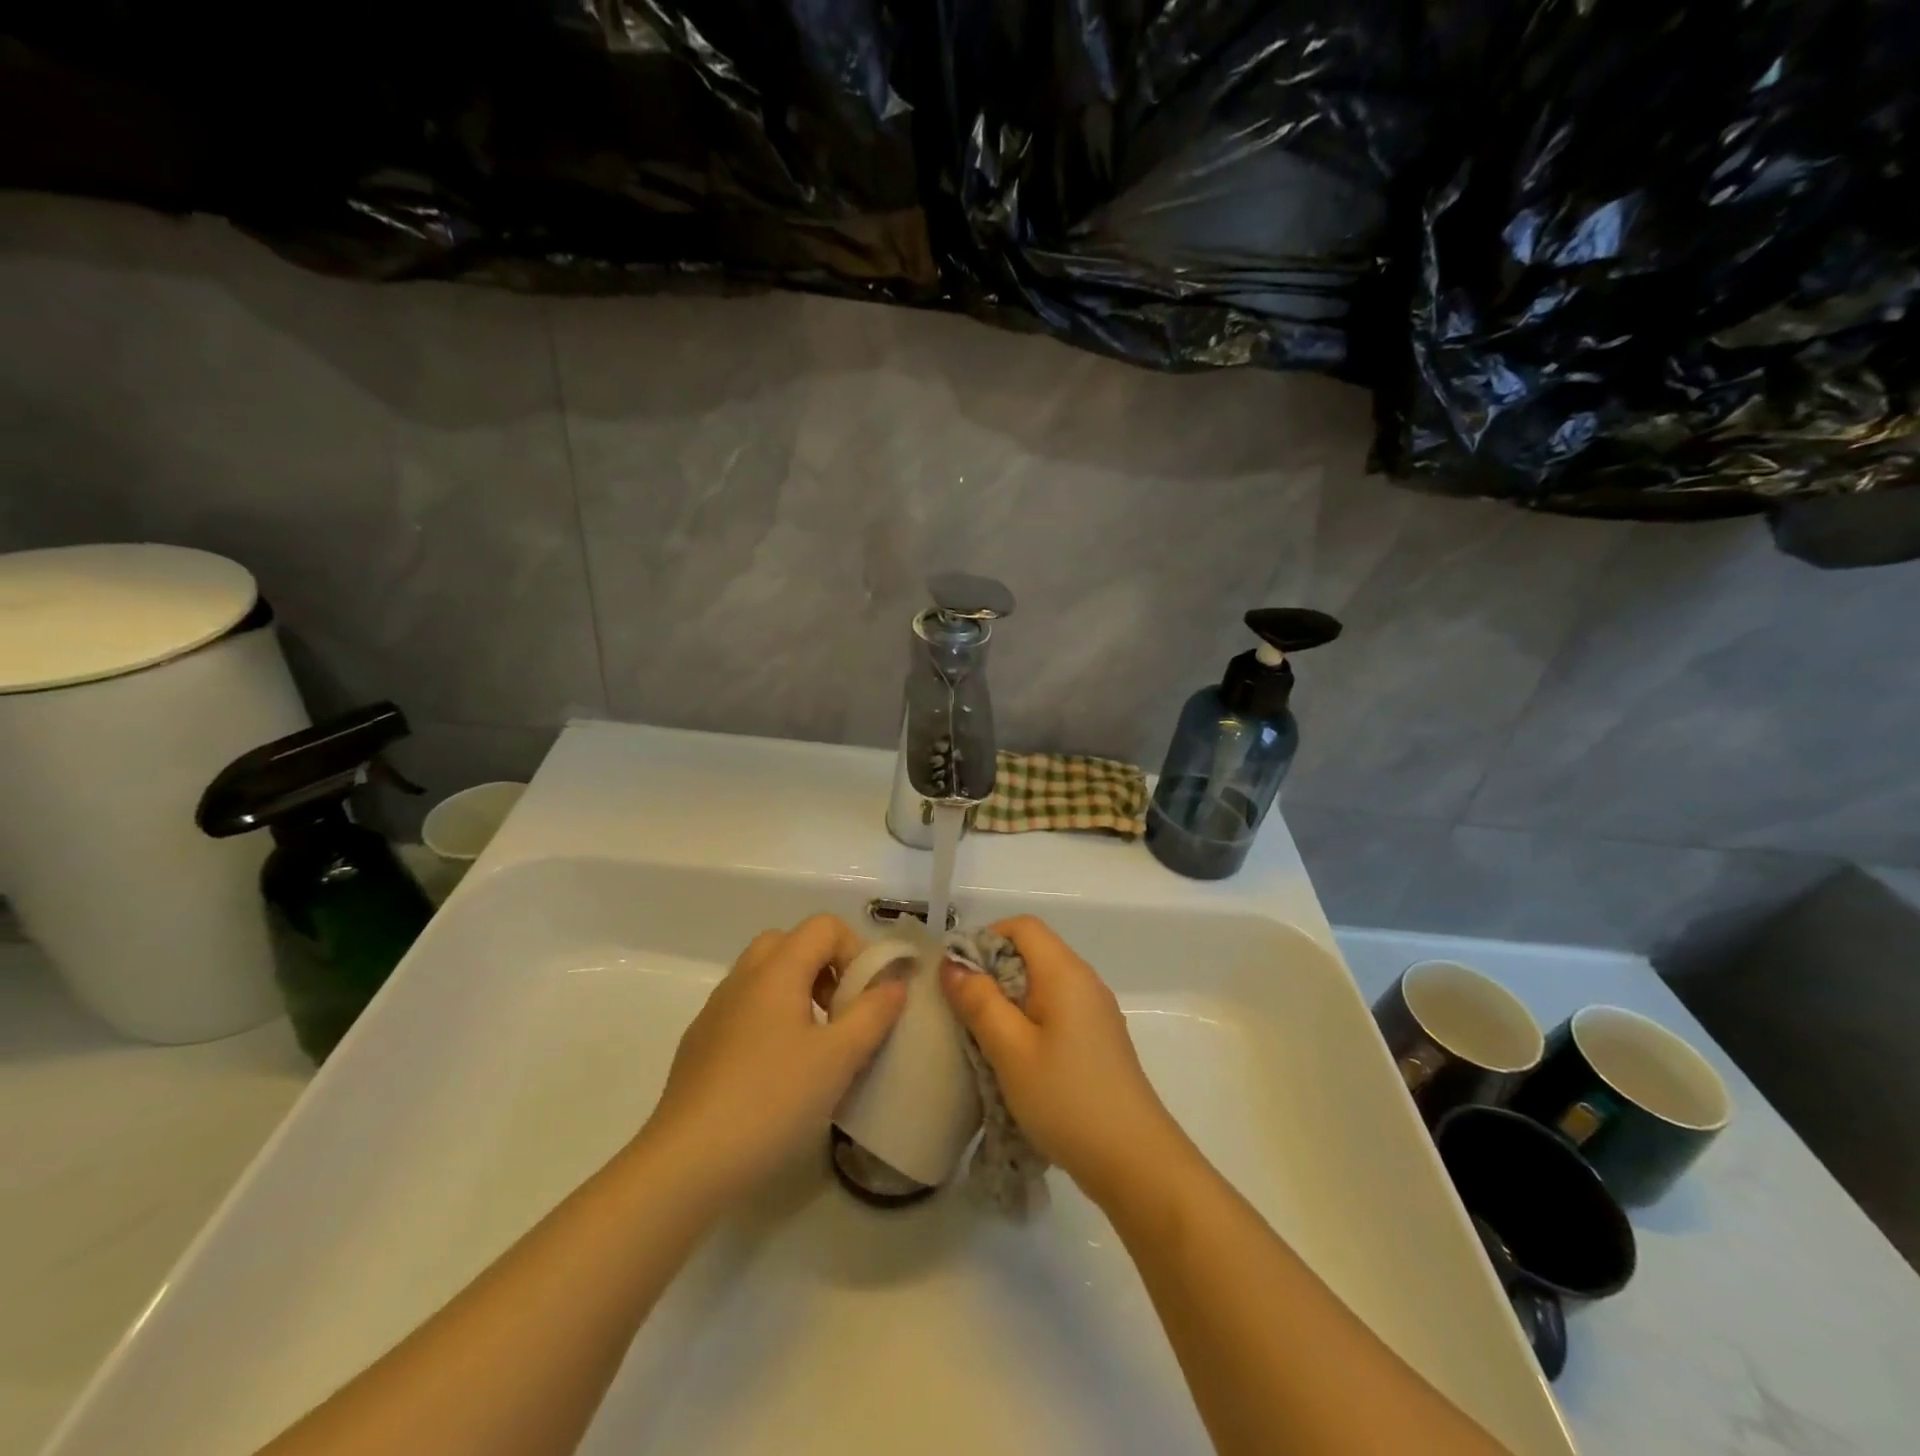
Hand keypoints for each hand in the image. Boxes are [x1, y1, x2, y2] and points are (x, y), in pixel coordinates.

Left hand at [642, 915, 906, 1203]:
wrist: (686, 1162)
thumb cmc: (771, 1099)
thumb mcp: (838, 1058)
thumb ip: (872, 1013)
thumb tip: (895, 983)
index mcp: (776, 970)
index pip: (824, 926)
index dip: (854, 950)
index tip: (865, 997)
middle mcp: (742, 978)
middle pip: (790, 942)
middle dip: (824, 966)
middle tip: (839, 1011)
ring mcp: (715, 1010)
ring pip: (764, 976)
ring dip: (797, 991)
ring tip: (815, 1044)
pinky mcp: (699, 1043)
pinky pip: (744, 1007)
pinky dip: (770, 1018)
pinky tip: (777, 1071)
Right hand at [940, 916, 1188, 1205]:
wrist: (1135, 1161)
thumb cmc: (1067, 1098)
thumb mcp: (1010, 1050)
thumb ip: (979, 1002)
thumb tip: (953, 965)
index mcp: (1065, 972)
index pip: (1022, 926)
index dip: (985, 938)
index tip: (958, 975)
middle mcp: (1085, 981)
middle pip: (1032, 953)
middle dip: (992, 972)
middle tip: (962, 1010)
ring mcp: (1096, 1012)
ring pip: (1042, 984)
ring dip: (1008, 1001)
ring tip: (982, 1037)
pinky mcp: (1098, 1040)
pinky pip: (1056, 1011)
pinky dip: (1028, 1021)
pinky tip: (1014, 1058)